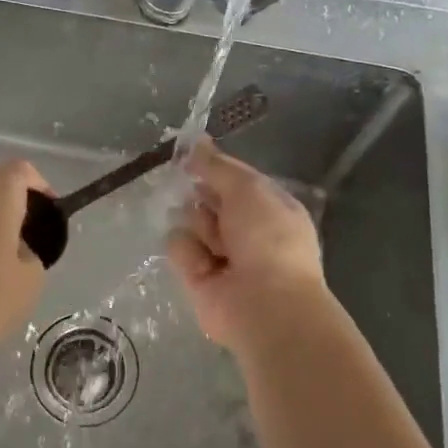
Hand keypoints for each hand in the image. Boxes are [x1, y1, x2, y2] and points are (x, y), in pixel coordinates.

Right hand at [166, 139, 327, 353]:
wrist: (265, 304)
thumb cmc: (268, 238)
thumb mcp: (248, 189)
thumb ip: (218, 166)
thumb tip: (196, 142)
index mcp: (268, 207)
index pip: (234, 179)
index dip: (214, 166)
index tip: (190, 152)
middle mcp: (245, 229)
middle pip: (208, 198)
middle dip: (201, 193)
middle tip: (199, 193)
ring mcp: (220, 253)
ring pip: (190, 219)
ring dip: (199, 224)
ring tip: (215, 241)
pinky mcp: (196, 276)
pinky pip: (179, 246)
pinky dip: (189, 251)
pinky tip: (205, 264)